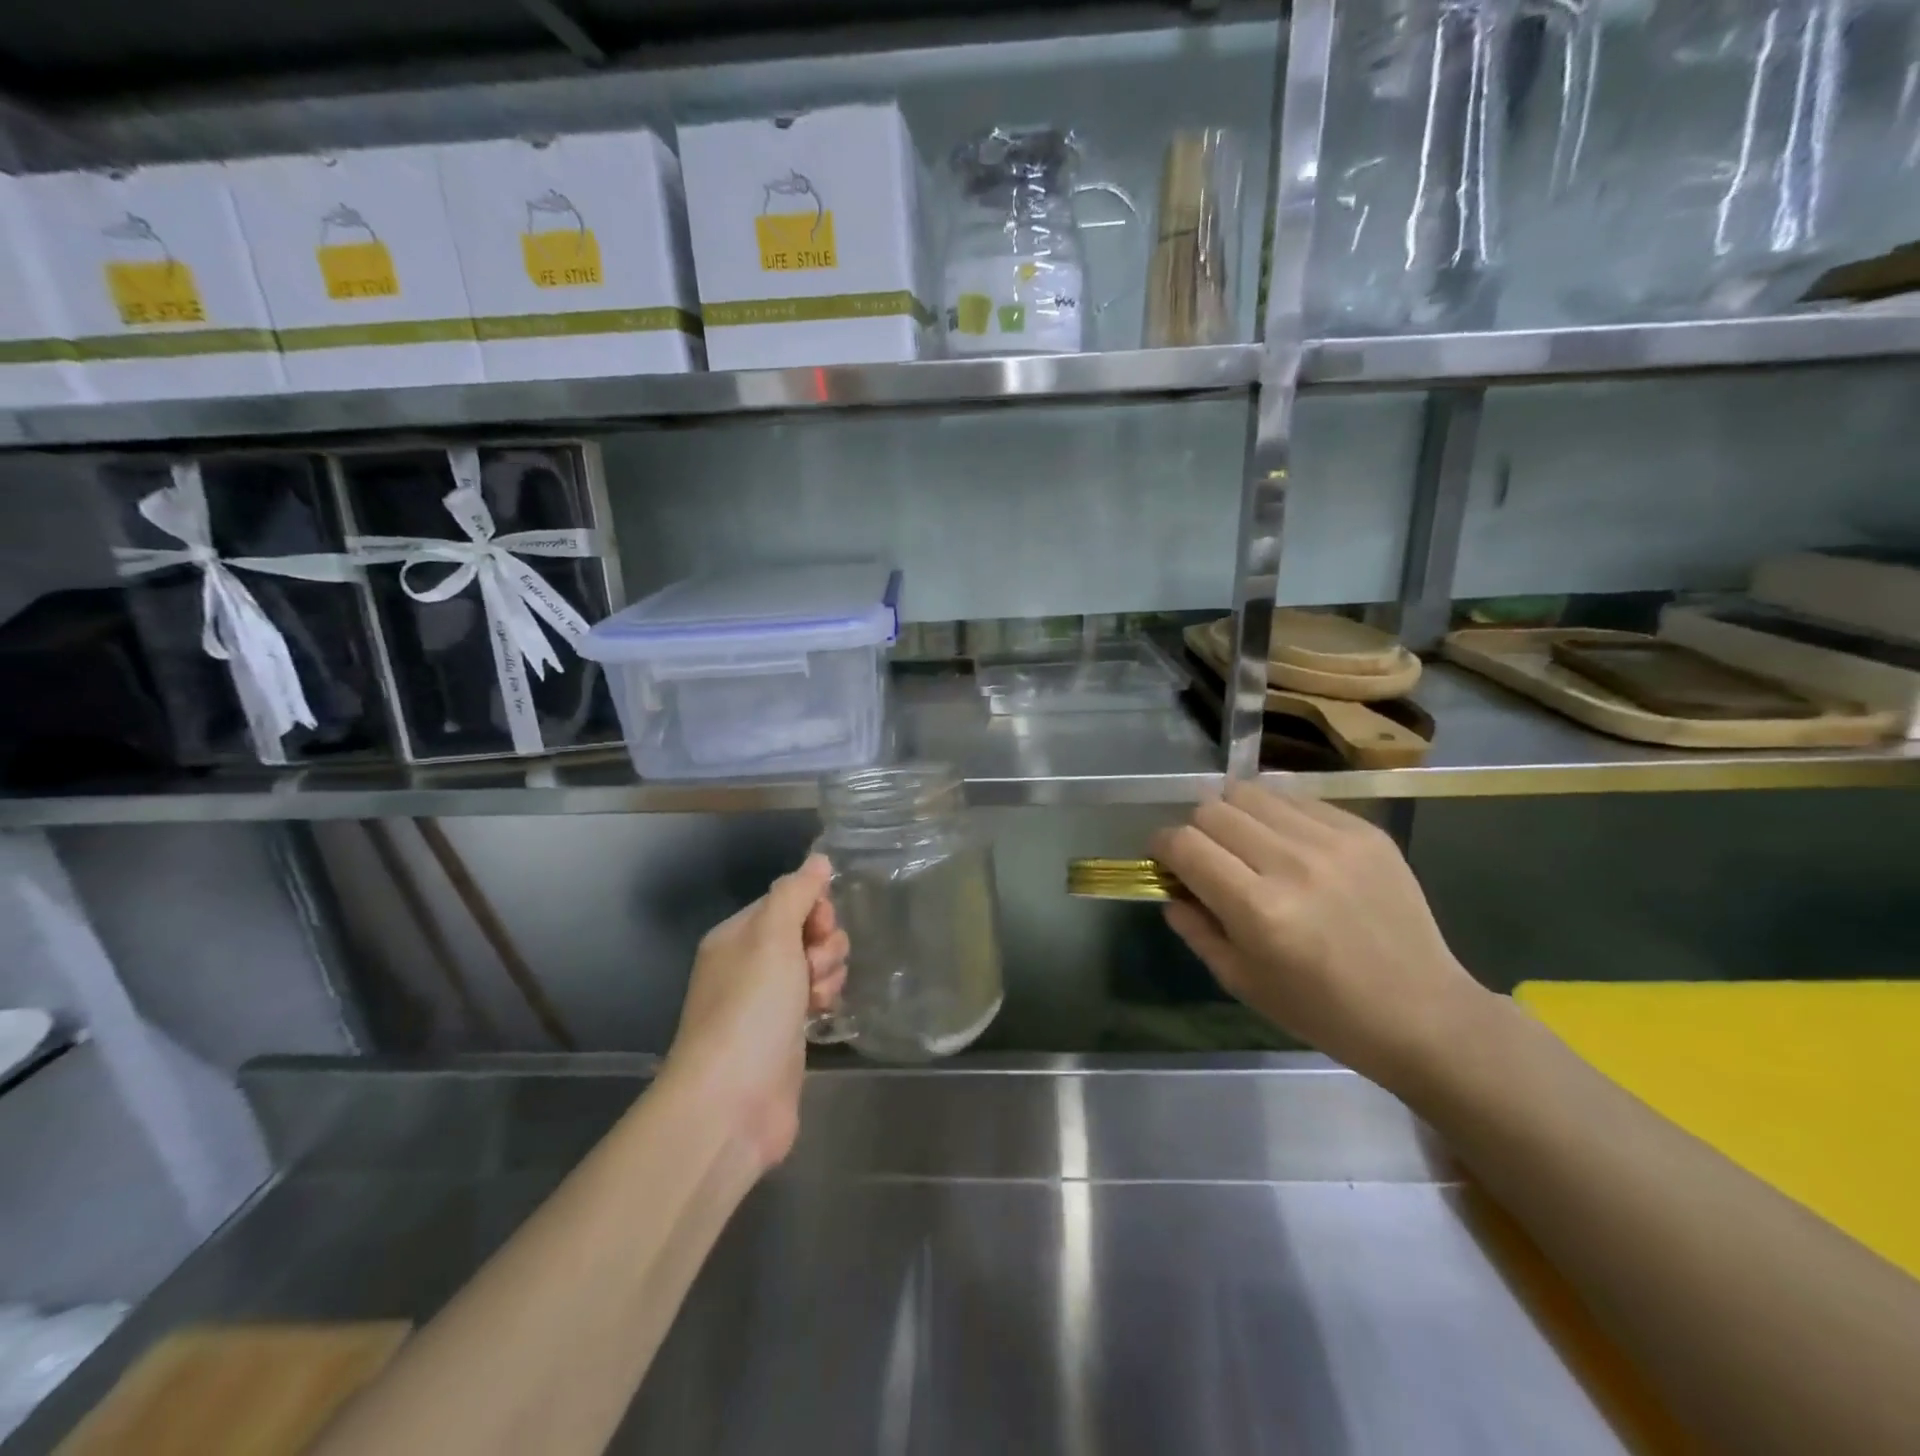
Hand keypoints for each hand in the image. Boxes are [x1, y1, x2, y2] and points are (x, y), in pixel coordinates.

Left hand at [663, 855, 848, 1170]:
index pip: (787, 900)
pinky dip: (824, 1000)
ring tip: (817, 997)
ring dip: (827, 973)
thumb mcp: (772, 935)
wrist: (732, 1101)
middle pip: (806, 931)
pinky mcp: (785, 1034)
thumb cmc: (751, 1007)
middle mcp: (749, 964)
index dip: (813, 908)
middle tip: (814, 967)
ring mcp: (767, 1002)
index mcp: (737, 936)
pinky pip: (816, 998)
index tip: (819, 927)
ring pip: (816, 965)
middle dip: (824, 944)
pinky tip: (822, 1015)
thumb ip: (796, 893)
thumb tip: (818, 860)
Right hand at [1150, 784, 1492, 1097]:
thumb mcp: (1242, 982)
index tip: (1165, 858)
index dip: (1163, 845)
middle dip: (1197, 830)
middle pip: (1213, 809)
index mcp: (1258, 909)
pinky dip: (1278, 816)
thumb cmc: (1322, 1010)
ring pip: (1252, 793)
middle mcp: (1292, 863)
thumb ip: (1195, 929)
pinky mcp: (1365, 831)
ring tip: (1248, 844)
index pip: (1185, 844)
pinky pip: (1298, 799)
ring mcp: (1333, 841)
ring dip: (1235, 815)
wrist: (1422, 1012)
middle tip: (1209, 857)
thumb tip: (1170, 890)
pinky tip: (1290, 846)